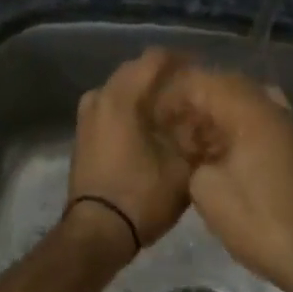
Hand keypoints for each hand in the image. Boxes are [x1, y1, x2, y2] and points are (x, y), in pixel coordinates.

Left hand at [65, 49, 191, 257]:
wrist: (98, 232)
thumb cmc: (142, 196)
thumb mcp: (183, 166)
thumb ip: (197, 134)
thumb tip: (209, 117)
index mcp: (121, 97)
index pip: (155, 59)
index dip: (183, 61)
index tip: (204, 73)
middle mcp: (99, 97)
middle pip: (136, 72)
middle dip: (165, 78)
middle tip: (193, 93)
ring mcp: (87, 116)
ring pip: (122, 91)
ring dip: (147, 95)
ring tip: (175, 112)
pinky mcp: (83, 135)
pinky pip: (112, 108)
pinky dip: (132, 111)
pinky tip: (152, 128)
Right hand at [153, 64, 292, 291]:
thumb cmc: (258, 221)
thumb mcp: (206, 189)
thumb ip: (191, 156)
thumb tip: (193, 150)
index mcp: (250, 112)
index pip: (204, 81)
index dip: (173, 94)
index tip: (151, 116)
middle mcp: (272, 110)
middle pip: (226, 86)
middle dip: (193, 102)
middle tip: (166, 125)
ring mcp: (286, 129)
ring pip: (242, 104)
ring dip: (213, 116)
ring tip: (187, 141)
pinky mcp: (291, 149)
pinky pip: (256, 123)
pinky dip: (232, 130)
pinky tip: (214, 155)